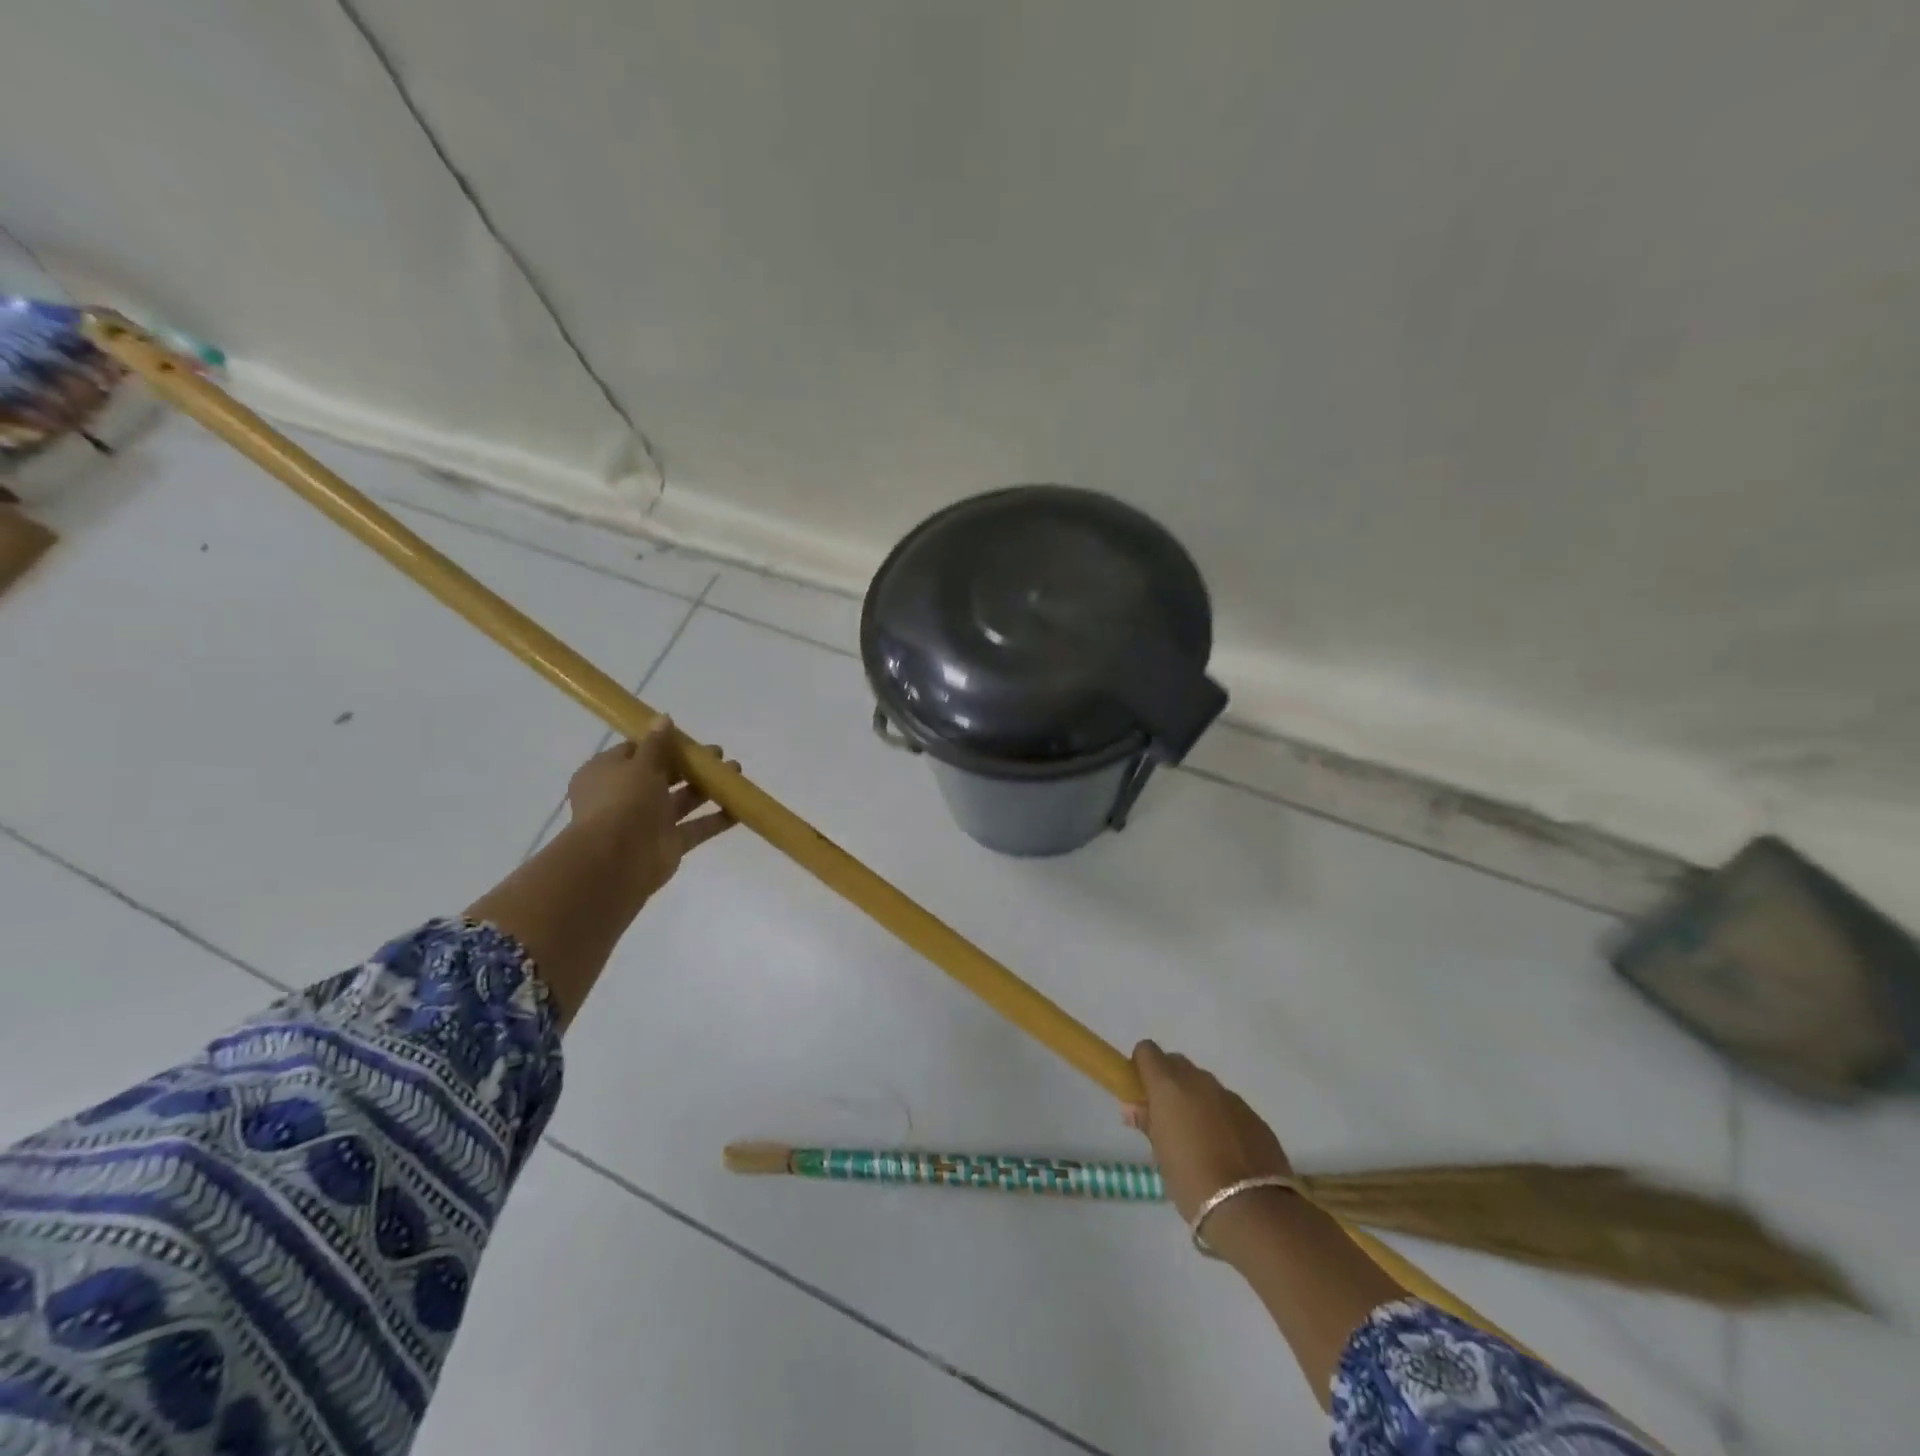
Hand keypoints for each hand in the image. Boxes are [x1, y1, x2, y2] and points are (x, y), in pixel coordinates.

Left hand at [566, 718, 736, 901]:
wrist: (615, 861)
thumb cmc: (622, 803)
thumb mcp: (639, 765)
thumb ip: (656, 744)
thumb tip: (663, 718)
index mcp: (609, 773)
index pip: (636, 752)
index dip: (662, 743)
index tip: (688, 739)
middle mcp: (627, 795)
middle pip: (664, 774)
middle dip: (692, 765)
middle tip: (718, 755)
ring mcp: (649, 821)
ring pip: (683, 800)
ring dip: (709, 787)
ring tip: (736, 772)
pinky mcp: (669, 843)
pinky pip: (696, 827)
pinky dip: (717, 819)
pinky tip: (741, 808)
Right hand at [1125, 1041, 1292, 1224]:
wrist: (1252, 1210)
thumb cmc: (1192, 1182)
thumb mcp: (1160, 1155)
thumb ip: (1147, 1123)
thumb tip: (1133, 1107)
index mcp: (1169, 1086)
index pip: (1147, 1051)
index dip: (1141, 1067)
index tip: (1141, 1092)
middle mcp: (1199, 1081)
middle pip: (1177, 1064)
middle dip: (1169, 1082)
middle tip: (1167, 1117)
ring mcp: (1230, 1096)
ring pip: (1204, 1085)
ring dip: (1196, 1100)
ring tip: (1198, 1139)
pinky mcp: (1254, 1116)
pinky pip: (1228, 1106)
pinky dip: (1220, 1117)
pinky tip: (1225, 1150)